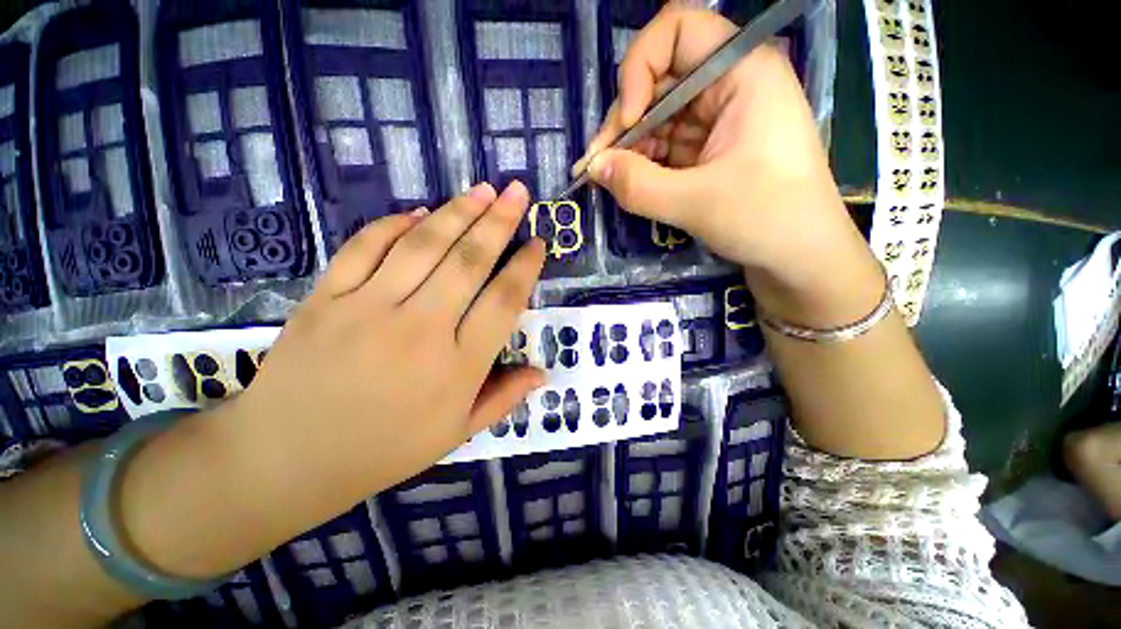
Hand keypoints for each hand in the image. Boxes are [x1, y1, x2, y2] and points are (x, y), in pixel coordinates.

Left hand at [227, 182, 545, 525]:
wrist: (286, 459)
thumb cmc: (384, 450)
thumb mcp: (456, 434)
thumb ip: (504, 398)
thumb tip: (543, 374)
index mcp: (457, 367)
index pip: (504, 302)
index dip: (525, 268)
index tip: (538, 243)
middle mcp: (420, 330)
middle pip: (469, 262)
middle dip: (499, 222)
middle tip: (517, 191)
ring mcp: (368, 309)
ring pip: (423, 246)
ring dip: (458, 212)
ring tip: (482, 190)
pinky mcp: (326, 298)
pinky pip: (365, 247)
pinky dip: (395, 224)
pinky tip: (419, 211)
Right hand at [578, 6, 880, 324]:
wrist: (801, 257)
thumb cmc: (766, 220)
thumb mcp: (696, 203)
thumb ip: (638, 185)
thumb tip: (593, 167)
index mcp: (742, 72)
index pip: (676, 30)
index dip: (640, 69)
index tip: (629, 122)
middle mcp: (731, 84)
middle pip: (661, 79)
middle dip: (626, 121)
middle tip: (599, 166)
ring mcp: (721, 119)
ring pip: (660, 116)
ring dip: (631, 147)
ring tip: (611, 181)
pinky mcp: (712, 149)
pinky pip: (668, 144)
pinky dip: (646, 162)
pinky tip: (631, 183)